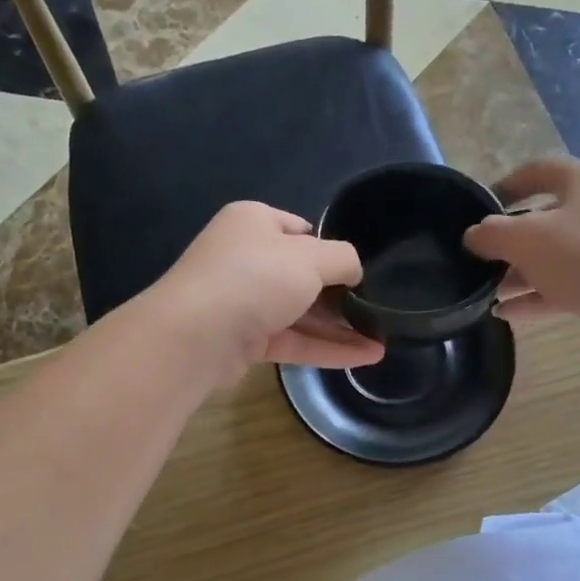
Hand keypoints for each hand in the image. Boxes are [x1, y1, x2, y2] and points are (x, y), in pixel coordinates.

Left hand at [150, 202, 385, 378]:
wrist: (196, 334)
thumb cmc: (256, 278)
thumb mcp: (310, 257)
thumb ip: (343, 259)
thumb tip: (355, 271)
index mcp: (254, 223)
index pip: (299, 230)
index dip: (330, 248)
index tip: (360, 271)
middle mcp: (246, 258)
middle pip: (302, 274)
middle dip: (340, 294)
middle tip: (378, 309)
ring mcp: (244, 302)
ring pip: (300, 312)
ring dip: (340, 327)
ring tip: (383, 340)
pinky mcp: (245, 340)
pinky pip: (294, 340)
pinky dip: (327, 348)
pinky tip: (365, 357)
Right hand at [463, 158, 579, 345]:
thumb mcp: (527, 240)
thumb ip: (492, 234)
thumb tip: (473, 235)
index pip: (537, 171)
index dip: (504, 186)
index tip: (478, 210)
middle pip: (546, 218)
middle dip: (509, 242)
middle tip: (480, 262)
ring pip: (557, 255)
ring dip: (521, 273)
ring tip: (488, 294)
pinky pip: (570, 283)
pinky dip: (540, 295)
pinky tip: (508, 314)